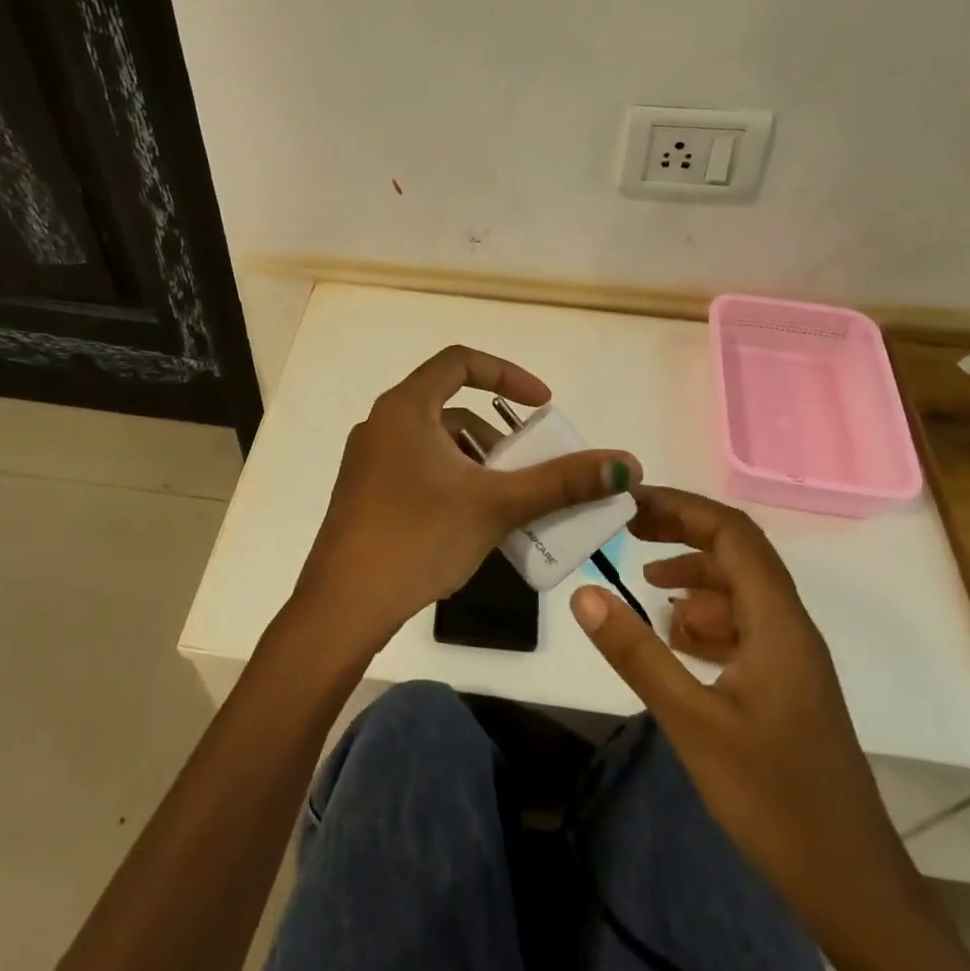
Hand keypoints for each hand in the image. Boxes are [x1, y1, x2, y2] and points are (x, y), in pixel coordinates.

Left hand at [294, 345, 638, 655]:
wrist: (343, 608)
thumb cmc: (418, 538)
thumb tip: (626, 465)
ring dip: (477, 462)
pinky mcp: (365, 494)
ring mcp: (368, 461)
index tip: (542, 405)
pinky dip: (453, 481)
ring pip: (436, 444)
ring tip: (509, 501)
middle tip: (530, 465)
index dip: (507, 374)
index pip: (460, 362)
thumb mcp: (496, 505)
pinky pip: (419, 469)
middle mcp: (382, 424)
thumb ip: (561, 483)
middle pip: (450, 408)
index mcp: (405, 408)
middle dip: (499, 434)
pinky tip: (473, 523)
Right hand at [569, 487, 911, 932]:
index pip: (732, 532)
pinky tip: (674, 641)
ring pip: (739, 590)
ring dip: (692, 578)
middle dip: (681, 532)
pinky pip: (742, 626)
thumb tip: (584, 592)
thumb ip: (637, 653)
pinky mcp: (785, 684)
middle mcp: (788, 625)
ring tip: (645, 588)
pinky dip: (705, 618)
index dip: (681, 507)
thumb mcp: (692, 721)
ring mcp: (790, 656)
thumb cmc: (773, 797)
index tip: (630, 503)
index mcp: (777, 621)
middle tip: (627, 530)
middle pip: (736, 553)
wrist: (850, 884)